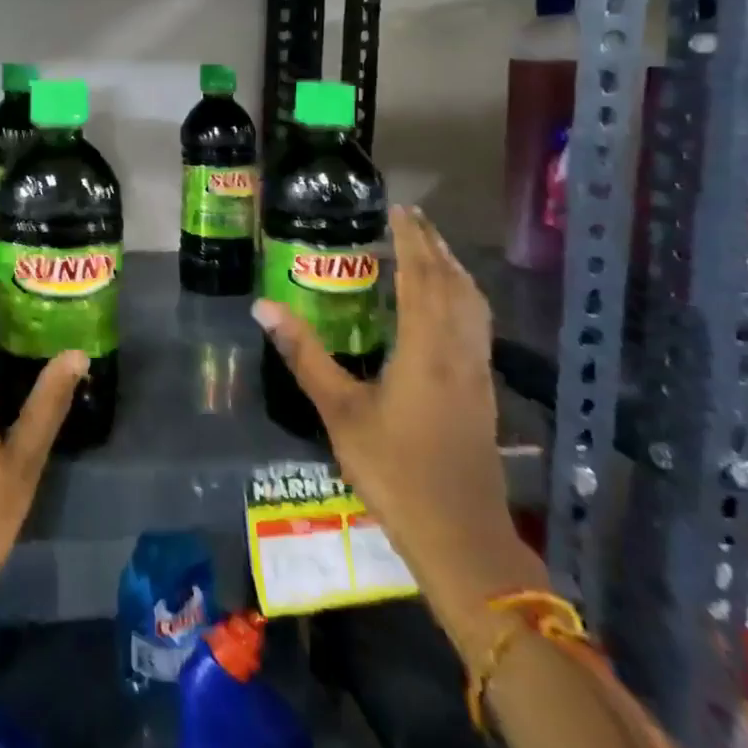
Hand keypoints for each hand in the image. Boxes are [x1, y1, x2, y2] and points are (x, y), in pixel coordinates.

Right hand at [254, 205, 543, 647]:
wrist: (461, 537)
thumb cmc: (395, 471)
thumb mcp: (340, 411)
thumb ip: (304, 354)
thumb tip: (264, 307)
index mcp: (426, 349)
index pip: (422, 277)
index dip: (412, 240)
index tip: (399, 209)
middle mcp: (459, 352)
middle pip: (454, 284)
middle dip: (435, 246)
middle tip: (412, 219)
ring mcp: (477, 373)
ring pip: (473, 305)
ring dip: (454, 270)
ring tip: (431, 251)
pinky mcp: (483, 393)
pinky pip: (477, 326)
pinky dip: (463, 299)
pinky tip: (446, 309)